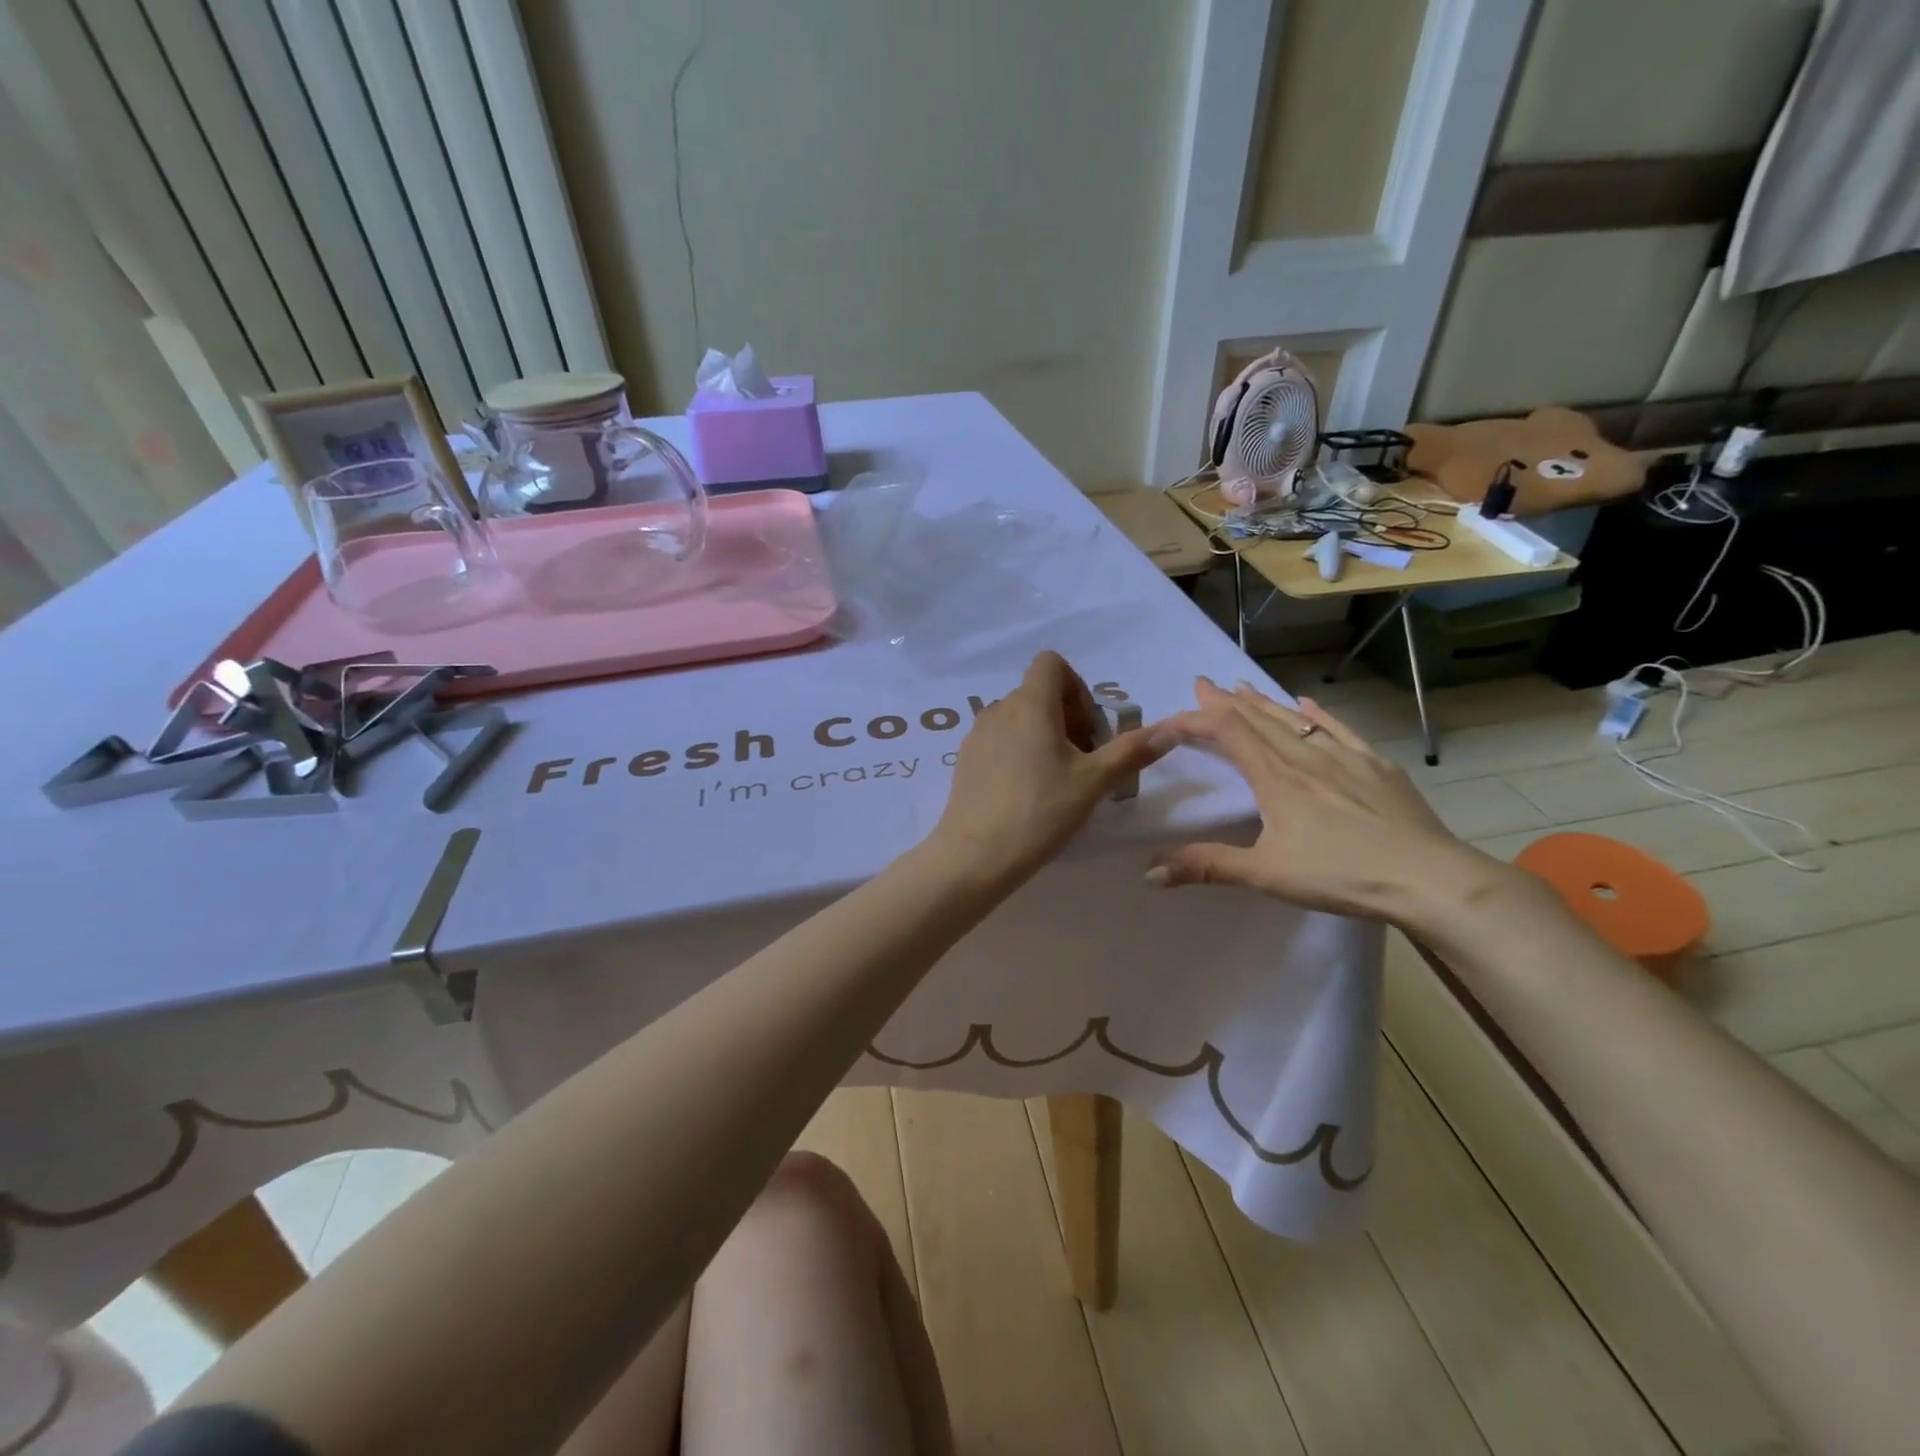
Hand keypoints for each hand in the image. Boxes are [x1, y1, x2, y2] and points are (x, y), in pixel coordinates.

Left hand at [933, 651, 1166, 883]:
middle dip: (1067, 718)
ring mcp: (977, 734)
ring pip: (1018, 718)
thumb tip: (1172, 729)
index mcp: (1030, 704)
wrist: (977, 854)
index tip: (1088, 729)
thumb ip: (1131, 751)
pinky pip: (999, 740)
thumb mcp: (1094, 781)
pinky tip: (1027, 792)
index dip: (1077, 688)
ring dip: (1043, 735)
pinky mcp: (965, 759)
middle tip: (1083, 761)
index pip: (1051, 664)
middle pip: (1038, 693)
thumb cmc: (1041, 810)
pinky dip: (1019, 751)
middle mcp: (999, 709)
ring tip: (1057, 779)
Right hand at [1148, 678, 1507, 922]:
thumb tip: (1150, 871)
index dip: (1194, 721)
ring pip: (1294, 719)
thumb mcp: (1266, 874)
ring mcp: (1345, 757)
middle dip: (1225, 701)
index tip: (1169, 720)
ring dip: (1263, 702)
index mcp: (1275, 778)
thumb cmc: (1341, 874)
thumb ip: (1207, 866)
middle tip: (1203, 683)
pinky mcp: (1376, 766)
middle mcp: (1305, 756)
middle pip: (1258, 718)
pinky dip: (1317, 713)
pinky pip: (1339, 729)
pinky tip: (1307, 702)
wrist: (1429, 878)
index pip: (1227, 733)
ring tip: (1241, 686)